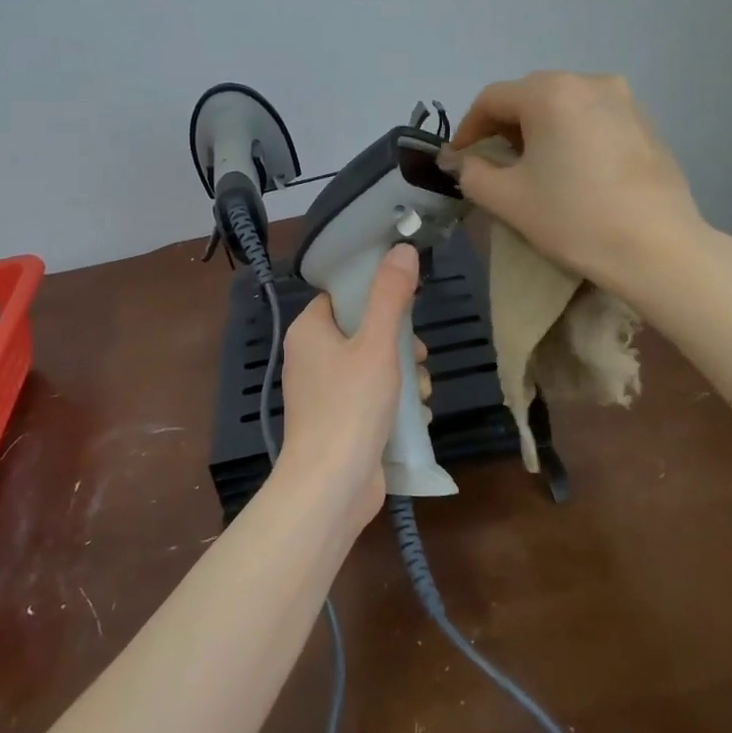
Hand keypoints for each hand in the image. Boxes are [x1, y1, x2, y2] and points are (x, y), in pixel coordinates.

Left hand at [275, 244, 427, 533]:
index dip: (375, 298)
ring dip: (403, 377)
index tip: (406, 309)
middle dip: (398, 345)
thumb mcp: (377, 344)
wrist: (331, 485)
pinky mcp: (337, 422)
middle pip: (362, 333)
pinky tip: (417, 416)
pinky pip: (369, 398)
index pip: (342, 297)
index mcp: (309, 332)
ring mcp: (322, 393)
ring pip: (371, 367)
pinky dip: (393, 403)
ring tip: (422, 392)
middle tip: (417, 357)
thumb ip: (390, 296)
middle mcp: (310, 358)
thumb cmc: (351, 406)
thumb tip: (402, 248)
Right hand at [446, 71, 702, 293]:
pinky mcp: (646, 122)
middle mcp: (588, 81)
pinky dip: (572, 134)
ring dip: (539, 128)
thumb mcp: (507, 198)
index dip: (468, 128)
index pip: (491, 99)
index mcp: (550, 93)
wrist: (657, 248)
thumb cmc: (573, 218)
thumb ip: (472, 172)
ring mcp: (624, 99)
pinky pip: (593, 117)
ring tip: (534, 166)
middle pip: (529, 95)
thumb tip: (462, 160)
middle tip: (494, 163)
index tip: (460, 159)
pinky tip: (573, 169)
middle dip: (504, 126)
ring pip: (564, 104)